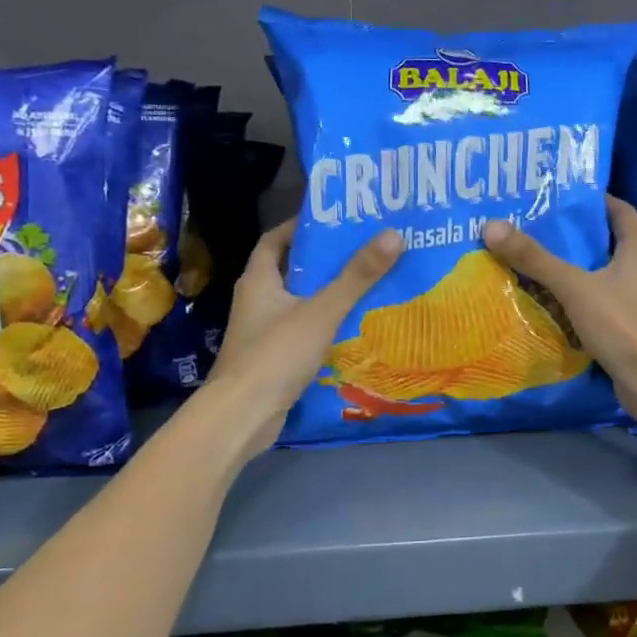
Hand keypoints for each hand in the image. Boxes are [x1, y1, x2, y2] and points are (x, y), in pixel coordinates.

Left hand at [205, 221, 402, 458]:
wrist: (243, 416)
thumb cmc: (276, 354)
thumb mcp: (322, 310)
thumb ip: (357, 276)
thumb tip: (394, 234)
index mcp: (259, 280)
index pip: (275, 239)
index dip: (301, 227)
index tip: (336, 221)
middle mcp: (257, 301)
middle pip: (292, 270)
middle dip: (325, 261)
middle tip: (365, 251)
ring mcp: (263, 332)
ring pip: (300, 303)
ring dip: (328, 294)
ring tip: (368, 285)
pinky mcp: (273, 358)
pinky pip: (303, 331)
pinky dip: (326, 325)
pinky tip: (355, 327)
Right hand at [482, 197, 636, 428]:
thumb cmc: (622, 324)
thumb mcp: (575, 287)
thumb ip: (536, 259)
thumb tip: (492, 226)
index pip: (621, 212)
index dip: (596, 200)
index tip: (564, 195)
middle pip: (606, 243)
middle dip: (574, 236)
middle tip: (536, 227)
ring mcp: (635, 302)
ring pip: (599, 276)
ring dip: (572, 269)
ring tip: (534, 260)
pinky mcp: (626, 328)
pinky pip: (596, 304)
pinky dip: (575, 300)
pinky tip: (548, 301)